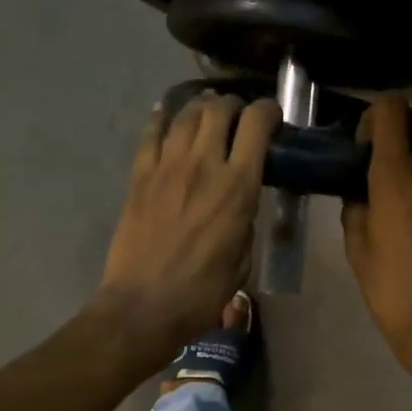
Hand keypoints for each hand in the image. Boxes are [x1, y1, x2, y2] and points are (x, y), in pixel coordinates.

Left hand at [95, 92, 280, 366]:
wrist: (144, 306)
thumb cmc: (202, 293)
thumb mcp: (243, 259)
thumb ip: (245, 222)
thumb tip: (240, 204)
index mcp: (237, 187)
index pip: (256, 125)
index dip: (268, 111)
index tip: (272, 116)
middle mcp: (203, 165)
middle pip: (219, 110)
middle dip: (233, 105)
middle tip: (237, 114)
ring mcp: (166, 167)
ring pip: (185, 115)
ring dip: (200, 107)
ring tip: (207, 112)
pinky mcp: (139, 176)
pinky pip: (150, 134)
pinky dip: (161, 118)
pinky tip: (167, 115)